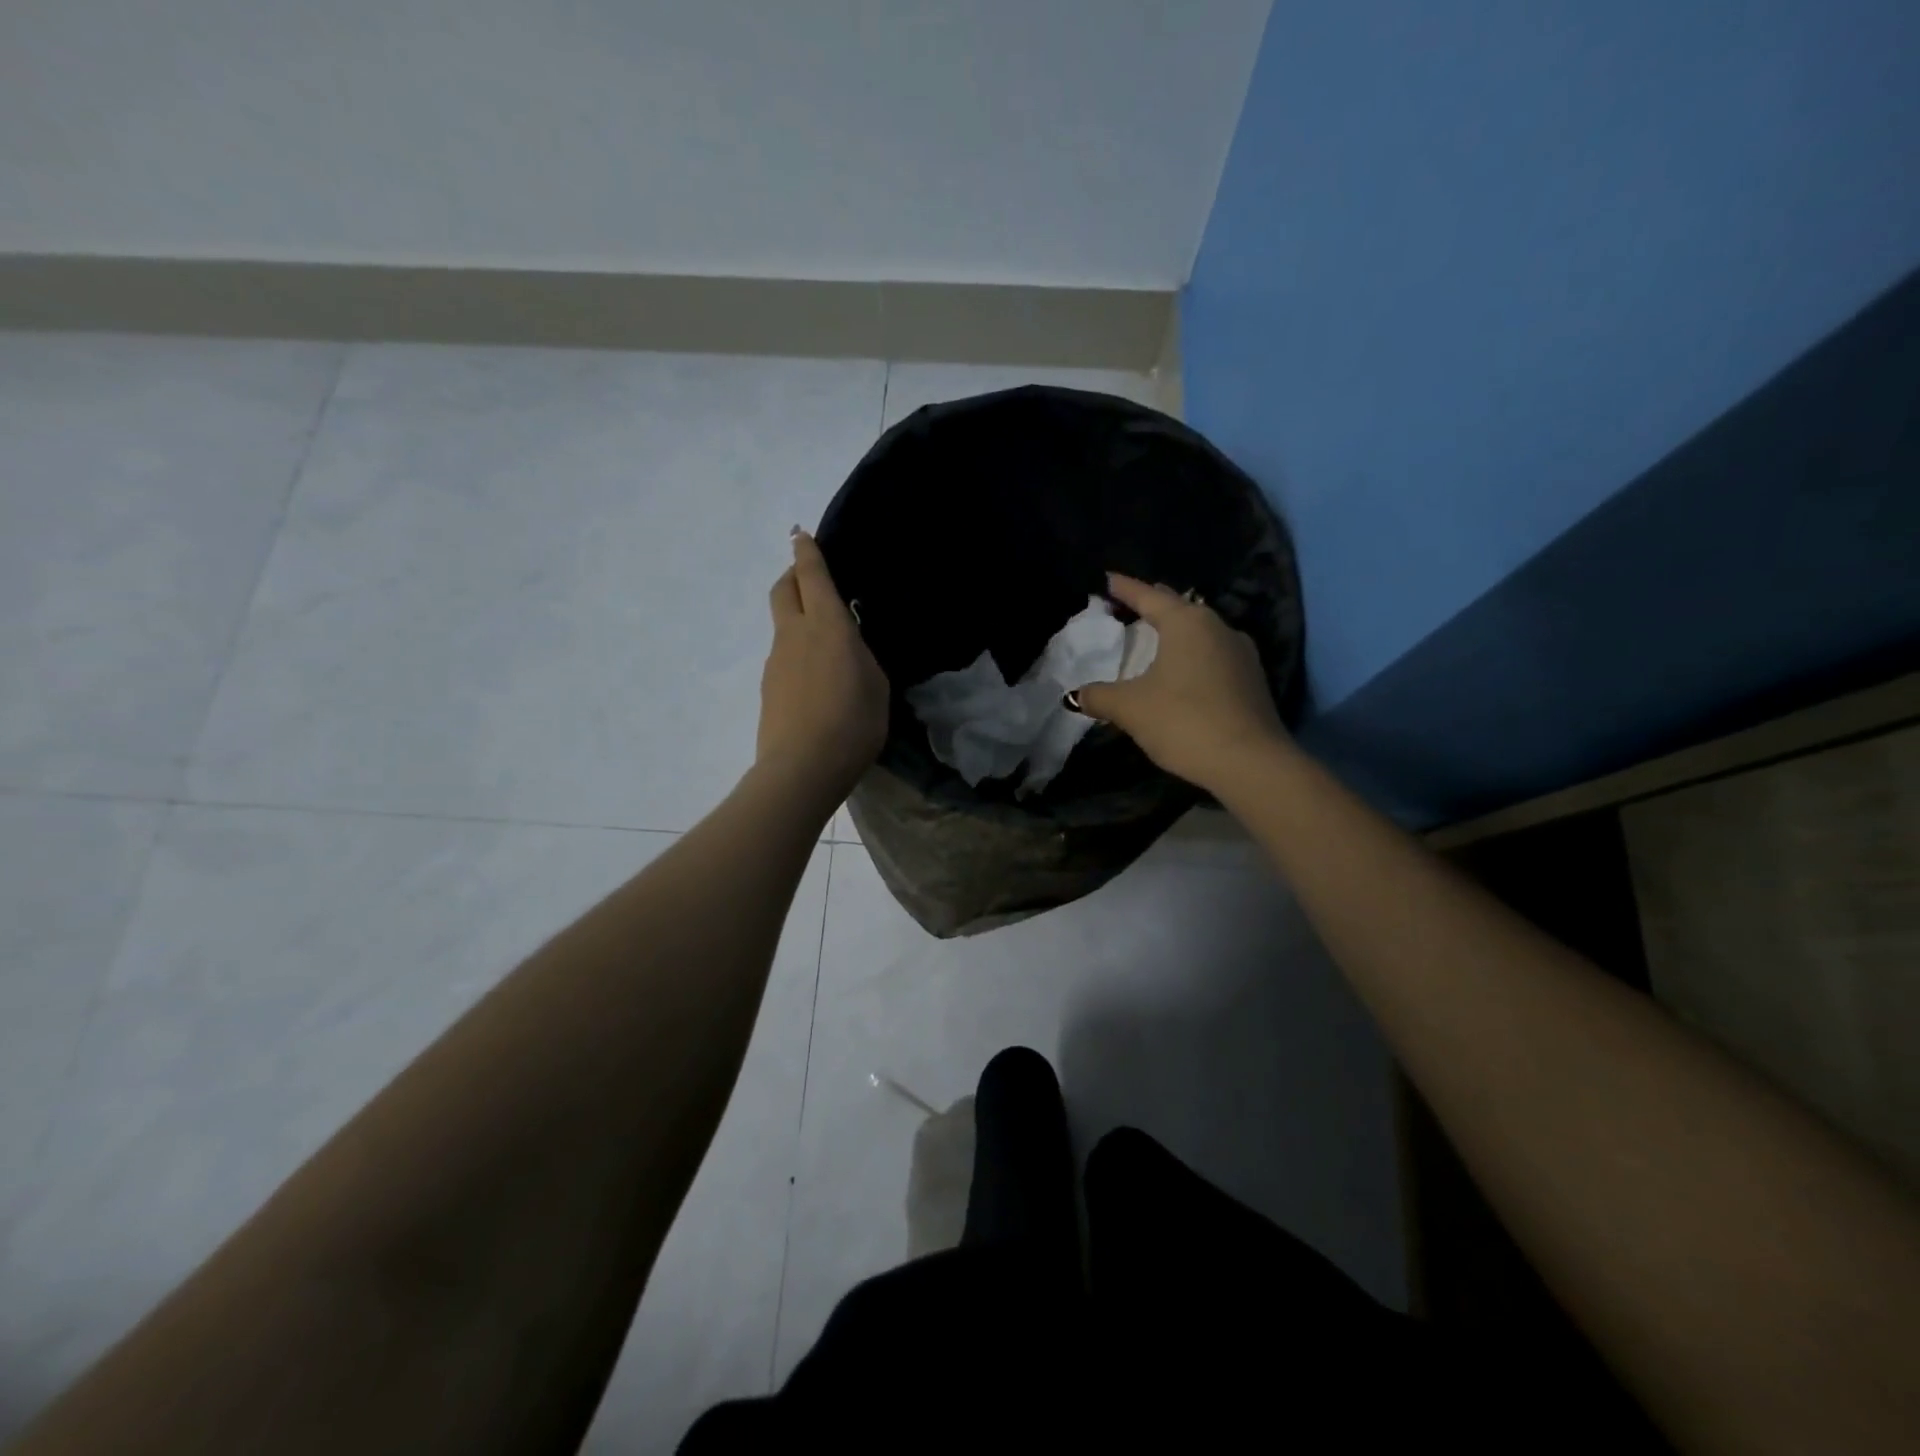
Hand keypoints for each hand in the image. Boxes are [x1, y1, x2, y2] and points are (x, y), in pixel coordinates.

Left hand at [757, 529, 889, 805]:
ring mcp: (776, 661)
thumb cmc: (852, 724)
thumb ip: (861, 657)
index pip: (812, 576)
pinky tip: (816, 681)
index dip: (807, 552)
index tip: (801, 535)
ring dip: (797, 619)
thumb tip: (847, 648)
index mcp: (827, 626)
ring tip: (825, 645)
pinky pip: (783, 657)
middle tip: (809, 578)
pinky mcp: (768, 688)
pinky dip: (797, 654)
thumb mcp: (876, 686)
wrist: (802, 769)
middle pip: (783, 590)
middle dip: (793, 575)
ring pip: (783, 625)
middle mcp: (795, 635)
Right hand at [1075, 573, 1286, 792]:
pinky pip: (1214, 656)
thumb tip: (1075, 696)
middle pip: (1179, 608)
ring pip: (1201, 632)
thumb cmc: (1183, 720)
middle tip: (1130, 604)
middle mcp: (1218, 627)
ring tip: (1157, 638)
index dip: (1125, 588)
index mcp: (1187, 622)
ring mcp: (1241, 653)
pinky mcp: (1252, 680)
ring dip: (1177, 632)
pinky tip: (1184, 671)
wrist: (1250, 762)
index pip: (1149, 596)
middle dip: (1154, 605)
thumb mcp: (1130, 708)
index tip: (1108, 579)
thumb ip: (1099, 696)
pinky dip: (1193, 656)